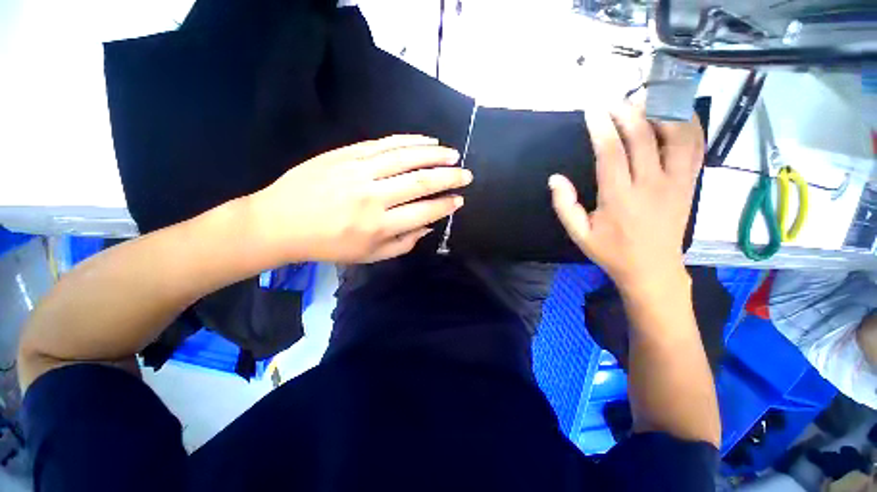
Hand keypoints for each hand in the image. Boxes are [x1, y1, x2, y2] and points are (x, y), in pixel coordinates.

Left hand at [250, 135, 471, 262]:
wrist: (280, 222)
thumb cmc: (328, 245)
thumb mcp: (369, 256)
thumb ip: (403, 244)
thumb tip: (428, 227)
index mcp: (379, 226)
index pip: (423, 212)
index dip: (445, 205)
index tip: (459, 200)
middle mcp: (374, 197)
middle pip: (421, 182)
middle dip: (449, 178)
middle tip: (466, 175)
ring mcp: (359, 172)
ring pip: (406, 158)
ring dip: (435, 155)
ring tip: (453, 154)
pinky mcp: (347, 154)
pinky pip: (385, 143)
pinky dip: (410, 141)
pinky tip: (427, 140)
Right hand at [550, 101, 703, 293]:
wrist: (652, 269)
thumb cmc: (611, 251)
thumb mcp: (578, 234)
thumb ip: (564, 205)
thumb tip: (555, 178)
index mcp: (620, 198)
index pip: (611, 152)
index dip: (601, 128)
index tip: (592, 111)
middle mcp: (651, 185)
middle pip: (643, 137)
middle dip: (627, 112)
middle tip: (614, 100)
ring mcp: (676, 182)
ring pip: (678, 135)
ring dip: (662, 112)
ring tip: (646, 101)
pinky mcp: (690, 183)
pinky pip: (696, 147)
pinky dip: (689, 124)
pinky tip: (676, 114)